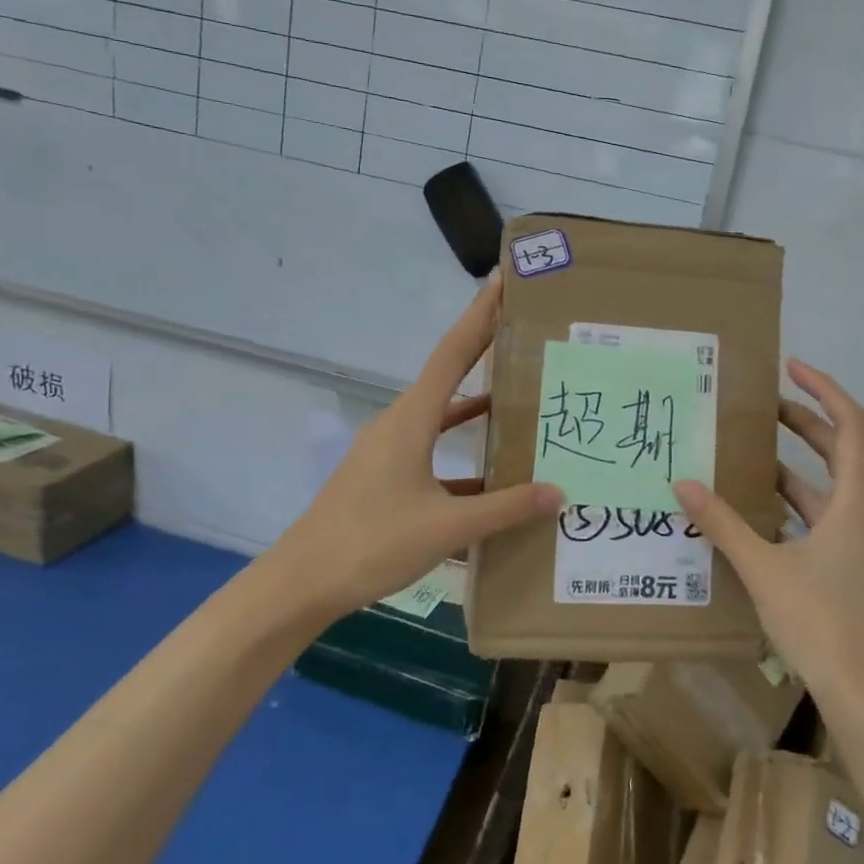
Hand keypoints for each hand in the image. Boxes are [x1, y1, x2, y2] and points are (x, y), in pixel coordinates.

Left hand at [272, 273, 561, 620]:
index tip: (503, 281)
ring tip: (522, 399)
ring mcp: (389, 450)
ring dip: (477, 406)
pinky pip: (432, 451)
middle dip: (485, 351)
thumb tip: (559, 492)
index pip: (453, 353)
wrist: (303, 582)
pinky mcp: (385, 477)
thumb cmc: (372, 543)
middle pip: (450, 376)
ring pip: (442, 416)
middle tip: (527, 334)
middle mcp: (400, 423)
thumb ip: (505, 508)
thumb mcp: (447, 526)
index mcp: (411, 419)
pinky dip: (461, 451)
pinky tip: (493, 474)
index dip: (479, 316)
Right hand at [673, 360, 863, 713]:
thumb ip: (722, 524)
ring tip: (750, 457)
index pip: (852, 424)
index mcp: (857, 503)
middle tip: (760, 407)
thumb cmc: (822, 624)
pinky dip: (796, 509)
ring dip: (795, 471)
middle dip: (803, 425)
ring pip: (831, 491)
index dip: (824, 389)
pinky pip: (827, 522)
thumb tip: (682, 483)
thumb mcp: (763, 568)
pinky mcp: (857, 570)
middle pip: (841, 453)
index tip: (790, 368)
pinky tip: (760, 517)